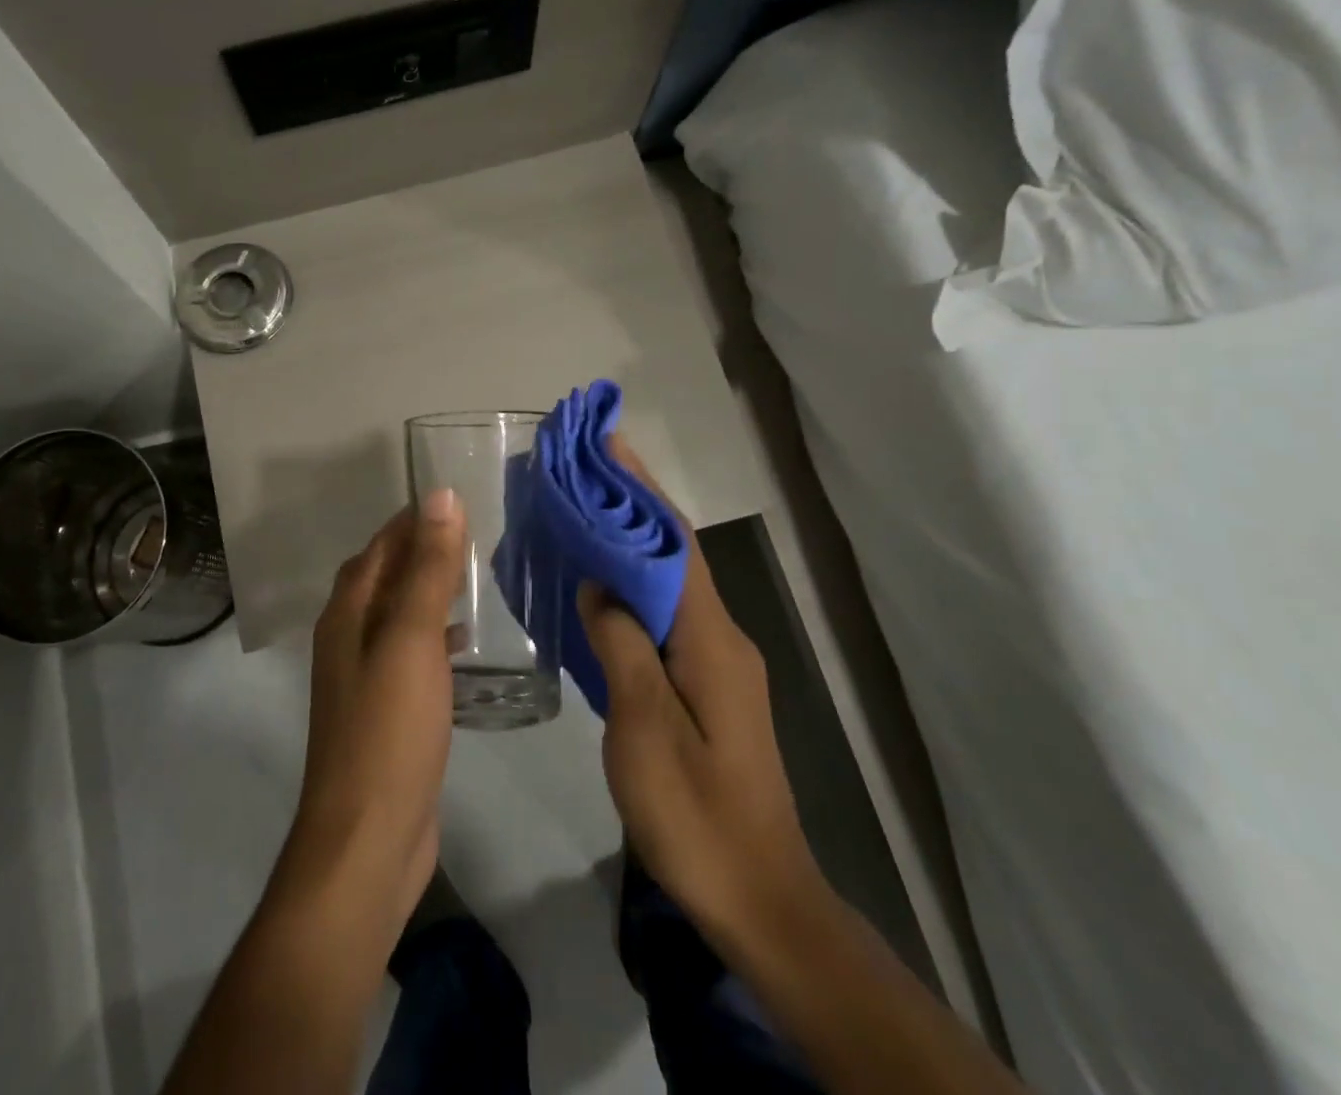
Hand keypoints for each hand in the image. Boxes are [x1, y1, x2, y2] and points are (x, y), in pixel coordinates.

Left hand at [278, 491, 466, 932]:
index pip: (380, 546)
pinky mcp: (387, 712)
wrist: (368, 841)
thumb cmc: (388, 730)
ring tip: (475, 578)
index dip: (413, 520)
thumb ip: (427, 568)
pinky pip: (411, 654)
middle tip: (475, 535)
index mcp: (348, 613)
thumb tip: (440, 495)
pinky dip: (434, 635)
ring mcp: (366, 677)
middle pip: (385, 576)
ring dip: (429, 591)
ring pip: (399, 615)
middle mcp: (349, 637)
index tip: (457, 499)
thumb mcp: (412, 640)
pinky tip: (465, 643)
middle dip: (423, 550)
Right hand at [579, 440, 824, 957]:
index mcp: (711, 638)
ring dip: (630, 541)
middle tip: (581, 467)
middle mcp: (721, 636)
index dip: (640, 488)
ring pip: (669, 583)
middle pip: (673, 553)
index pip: (673, 542)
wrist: (759, 898)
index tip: (608, 441)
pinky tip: (600, 585)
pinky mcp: (707, 685)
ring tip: (581, 510)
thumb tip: (600, 585)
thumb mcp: (645, 728)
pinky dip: (632, 585)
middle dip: (631, 502)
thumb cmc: (697, 815)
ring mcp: (717, 662)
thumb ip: (622, 646)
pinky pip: (665, 616)